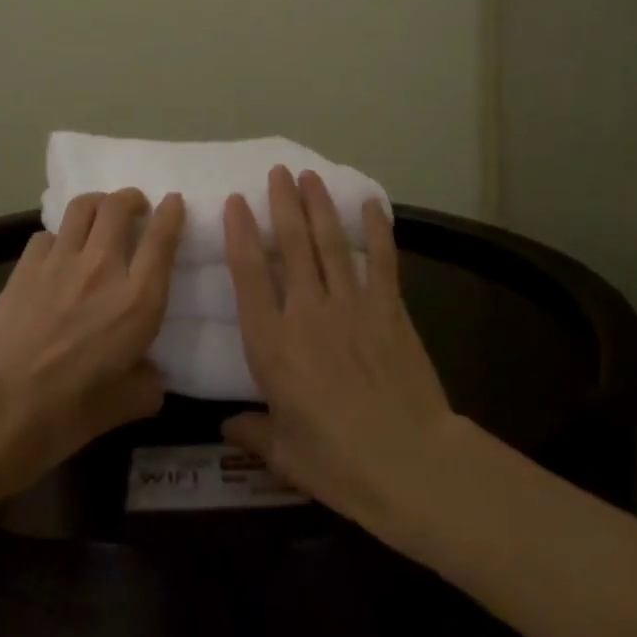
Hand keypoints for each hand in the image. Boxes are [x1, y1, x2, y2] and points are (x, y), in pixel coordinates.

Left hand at [0, 188, 184, 481]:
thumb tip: (152, 377)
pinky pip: (48, 234)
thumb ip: (147, 384)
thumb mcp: (124, 406)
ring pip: (83, 206)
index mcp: (138, 301)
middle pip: (119, 206)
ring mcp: (61, 262)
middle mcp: (103, 268)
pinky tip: (56, 254)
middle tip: (135, 208)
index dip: (171, 213)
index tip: (173, 202)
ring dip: (97, 203)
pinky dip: (58, 237)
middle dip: (131, 198)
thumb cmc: (67, 412)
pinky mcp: (26, 266)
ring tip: (100, 214)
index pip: (162, 239)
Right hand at [221, 167, 460, 537]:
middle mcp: (306, 312)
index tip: (235, 202)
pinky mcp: (389, 310)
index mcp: (272, 344)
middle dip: (282, 203)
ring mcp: (351, 306)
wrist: (410, 464)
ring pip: (330, 243)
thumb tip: (226, 426)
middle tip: (277, 172)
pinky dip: (377, 230)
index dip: (239, 233)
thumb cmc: (337, 462)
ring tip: (309, 176)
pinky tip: (371, 204)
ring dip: (319, 206)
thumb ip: (252, 431)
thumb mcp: (283, 454)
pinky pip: (381, 261)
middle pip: (291, 245)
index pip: (248, 274)